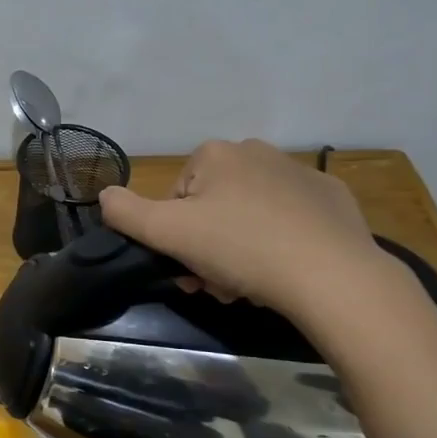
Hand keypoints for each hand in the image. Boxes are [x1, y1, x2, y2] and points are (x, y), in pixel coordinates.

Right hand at [99, 139, 388, 322]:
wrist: (331, 274)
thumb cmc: (240, 248)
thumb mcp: (167, 233)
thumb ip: (125, 212)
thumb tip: (104, 194)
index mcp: (215, 154)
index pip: (176, 198)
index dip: (175, 236)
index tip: (188, 268)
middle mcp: (256, 151)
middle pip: (213, 207)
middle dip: (208, 248)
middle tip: (217, 284)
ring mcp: (299, 173)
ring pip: (250, 216)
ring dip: (240, 251)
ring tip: (251, 286)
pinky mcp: (332, 198)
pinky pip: (291, 221)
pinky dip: (282, 243)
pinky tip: (288, 270)